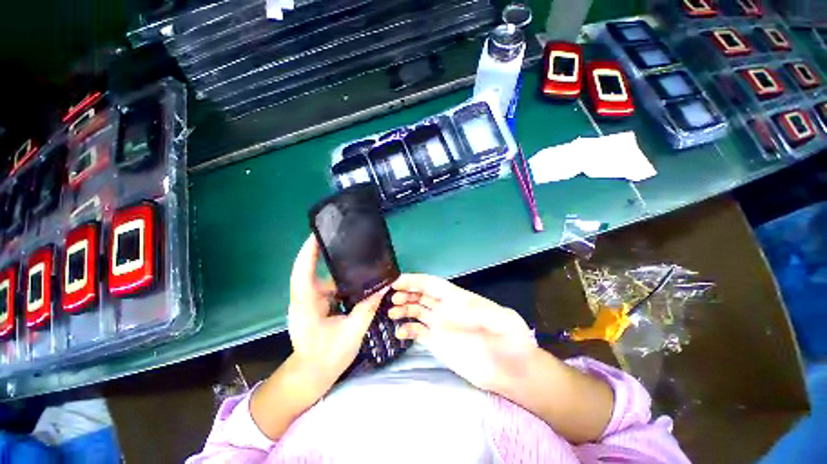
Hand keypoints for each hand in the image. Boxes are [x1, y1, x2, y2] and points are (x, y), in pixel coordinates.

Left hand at [287, 235, 387, 389]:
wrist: (311, 377)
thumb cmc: (327, 358)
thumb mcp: (352, 332)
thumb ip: (367, 307)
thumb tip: (384, 286)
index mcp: (306, 304)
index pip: (302, 272)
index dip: (307, 251)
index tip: (317, 234)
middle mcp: (304, 299)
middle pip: (314, 271)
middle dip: (331, 259)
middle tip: (351, 245)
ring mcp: (309, 302)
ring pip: (324, 281)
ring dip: (340, 275)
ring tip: (360, 265)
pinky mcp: (315, 306)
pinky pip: (329, 289)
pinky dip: (342, 286)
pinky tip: (357, 284)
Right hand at [388, 274, 536, 393]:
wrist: (512, 371)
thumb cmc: (511, 341)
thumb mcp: (503, 321)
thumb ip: (480, 313)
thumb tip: (453, 310)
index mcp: (457, 298)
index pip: (432, 284)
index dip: (415, 281)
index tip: (396, 281)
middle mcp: (446, 308)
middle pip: (421, 295)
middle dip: (405, 293)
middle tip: (390, 298)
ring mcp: (440, 326)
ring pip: (416, 311)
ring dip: (403, 309)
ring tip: (391, 313)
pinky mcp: (437, 343)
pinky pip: (417, 333)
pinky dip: (407, 330)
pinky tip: (399, 333)